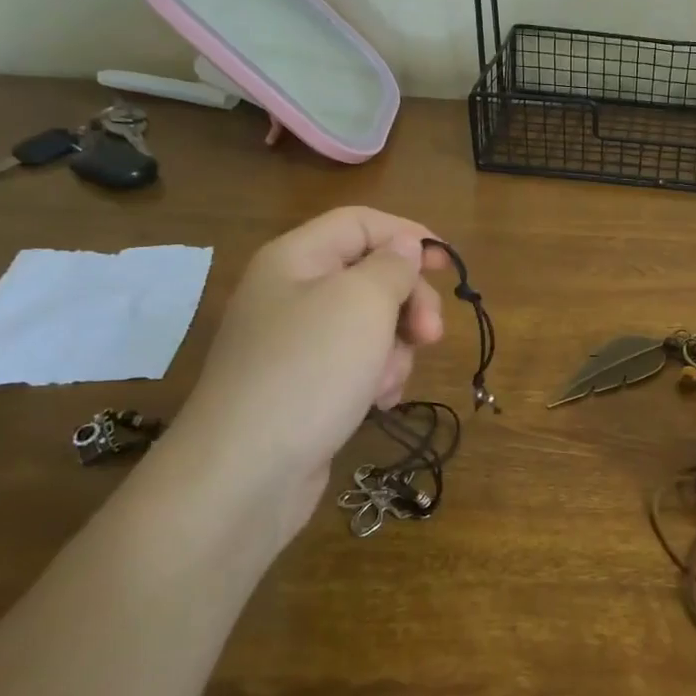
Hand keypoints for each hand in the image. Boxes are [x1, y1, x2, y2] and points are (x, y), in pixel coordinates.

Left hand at [169, 207, 445, 507]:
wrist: (247, 472)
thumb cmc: (310, 370)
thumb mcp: (362, 303)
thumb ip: (392, 266)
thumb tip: (404, 247)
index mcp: (296, 258)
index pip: (360, 223)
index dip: (408, 236)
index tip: (449, 267)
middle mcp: (291, 293)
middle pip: (370, 275)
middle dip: (409, 303)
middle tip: (431, 336)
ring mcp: (295, 343)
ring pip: (370, 325)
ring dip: (394, 349)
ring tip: (387, 382)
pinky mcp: (303, 385)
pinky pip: (355, 364)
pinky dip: (375, 378)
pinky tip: (376, 403)